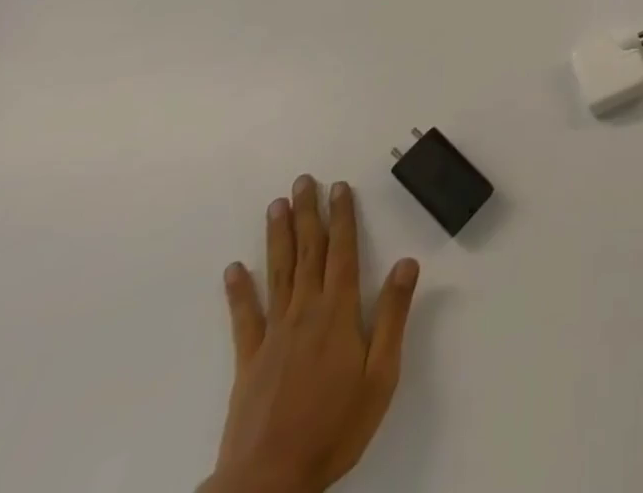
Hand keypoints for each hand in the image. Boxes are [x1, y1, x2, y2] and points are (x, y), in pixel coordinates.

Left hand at [202, 175, 419, 492]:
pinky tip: (234, 269)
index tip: (340, 187)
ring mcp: (273, 335)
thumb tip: (408, 262)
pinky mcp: (248, 362)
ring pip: (278, 274)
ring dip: (278, 238)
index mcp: (339, 313)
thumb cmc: (335, 426)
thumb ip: (393, 315)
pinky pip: (244, 318)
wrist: (269, 482)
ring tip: (276, 206)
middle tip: (303, 181)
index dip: (343, 217)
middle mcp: (305, 313)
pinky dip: (239, 291)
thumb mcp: (380, 374)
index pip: (343, 252)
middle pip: (308, 253)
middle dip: (308, 214)